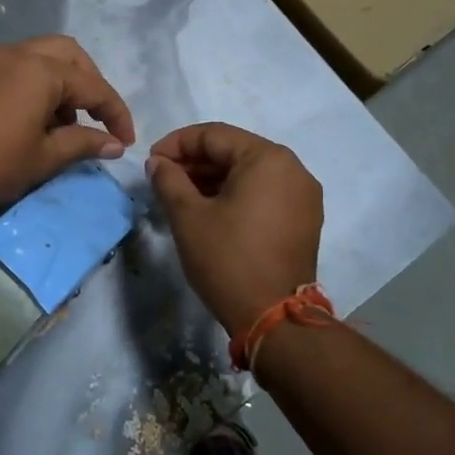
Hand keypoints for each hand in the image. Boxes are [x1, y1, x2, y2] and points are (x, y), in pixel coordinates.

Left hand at [0, 36, 135, 219]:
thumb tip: (115, 144)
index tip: (125, 140)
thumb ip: (85, 143)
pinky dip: (32, 84)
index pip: (93, 86)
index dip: (115, 113)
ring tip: (62, 123)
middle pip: (67, 54)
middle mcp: (16, 54)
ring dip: (59, 82)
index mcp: (40, 70)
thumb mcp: (46, 157)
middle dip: (89, 82)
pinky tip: (31, 118)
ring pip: (38, 56)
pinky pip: (13, 67)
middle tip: (95, 116)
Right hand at [148, 123, 322, 334]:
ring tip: (180, 194)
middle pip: (234, 151)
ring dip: (213, 178)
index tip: (150, 161)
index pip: (214, 135)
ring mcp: (303, 195)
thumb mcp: (188, 216)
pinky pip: (264, 192)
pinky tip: (209, 209)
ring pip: (249, 172)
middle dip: (195, 161)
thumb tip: (158, 162)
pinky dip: (235, 193)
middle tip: (163, 177)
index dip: (177, 144)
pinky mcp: (304, 219)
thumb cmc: (228, 259)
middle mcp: (293, 169)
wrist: (274, 318)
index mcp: (267, 158)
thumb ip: (168, 179)